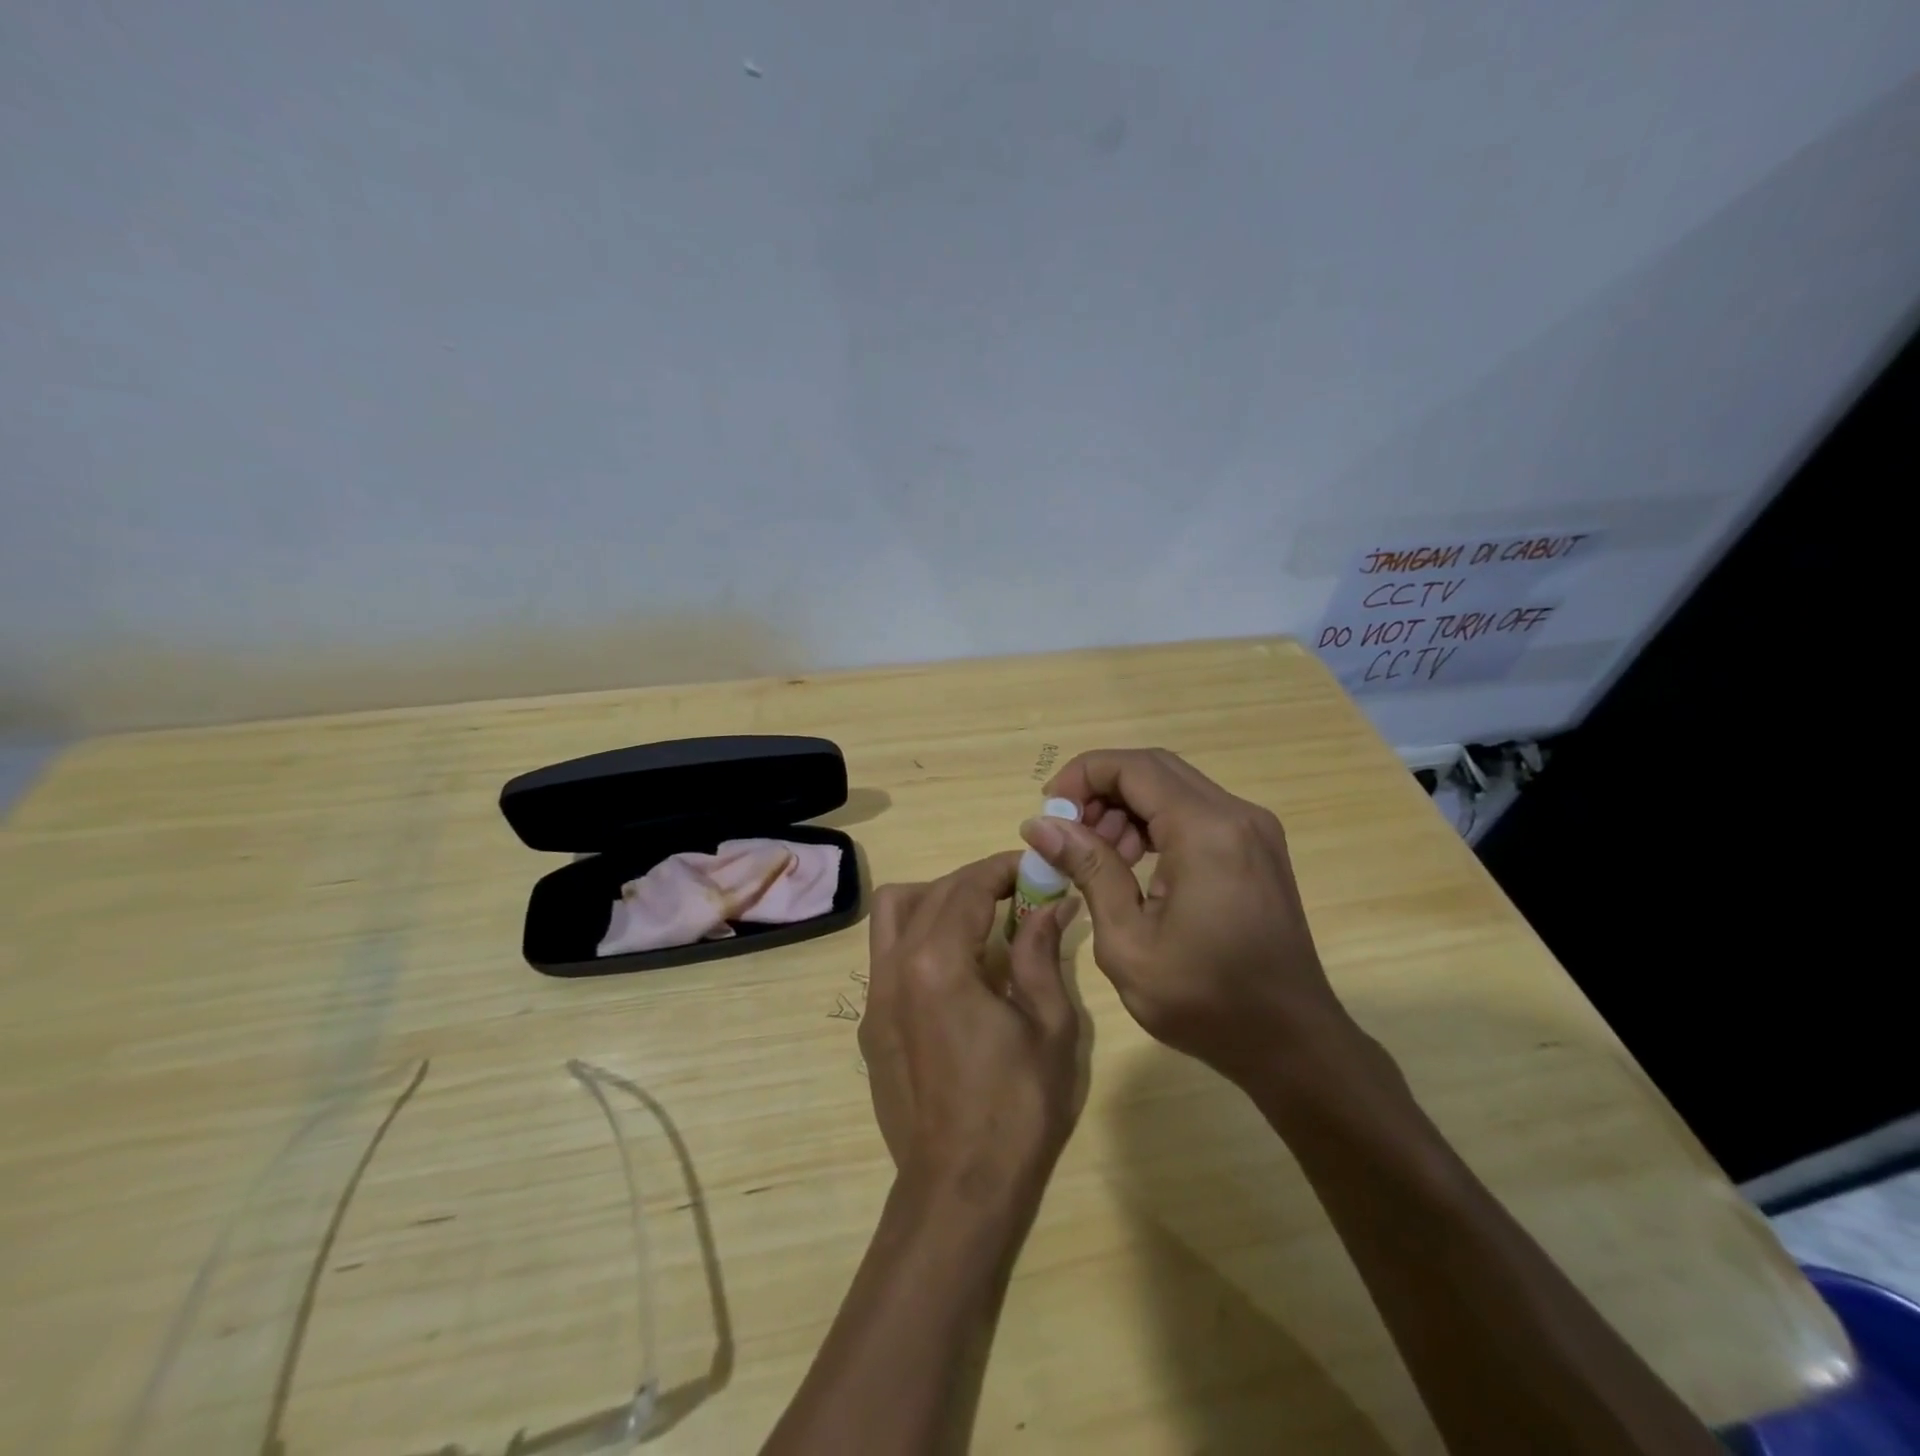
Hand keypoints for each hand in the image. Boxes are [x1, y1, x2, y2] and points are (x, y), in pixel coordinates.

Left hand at [859, 853, 1083, 1209]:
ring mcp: (875, 997)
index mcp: (937, 963)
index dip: (1002, 868)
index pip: (966, 886)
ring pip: (892, 915)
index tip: (1034, 869)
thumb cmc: (1016, 1109)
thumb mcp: (1049, 1026)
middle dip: (975, 881)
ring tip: (979, 921)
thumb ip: (1042, 954)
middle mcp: (894, 968)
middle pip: (929, 893)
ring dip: (935, 900)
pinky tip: (957, 969)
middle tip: (1018, 895)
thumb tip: (1052, 905)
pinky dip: (919, 936)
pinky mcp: (871, 1024)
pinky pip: (888, 953)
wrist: (959, 1191)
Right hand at [1020, 748, 1346, 1082]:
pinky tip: (1134, 863)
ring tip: (1097, 855)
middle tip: (1067, 833)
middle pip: (1154, 768)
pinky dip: (1156, 822)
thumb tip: (1041, 825)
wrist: (1292, 1042)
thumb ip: (1088, 870)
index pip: (1132, 767)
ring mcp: (1253, 828)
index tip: (1048, 813)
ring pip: (1174, 787)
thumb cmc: (1205, 1001)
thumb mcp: (1128, 941)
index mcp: (1206, 831)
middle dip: (1100, 790)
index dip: (1081, 777)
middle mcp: (1236, 814)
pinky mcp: (1257, 847)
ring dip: (1127, 807)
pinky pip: (1195, 811)